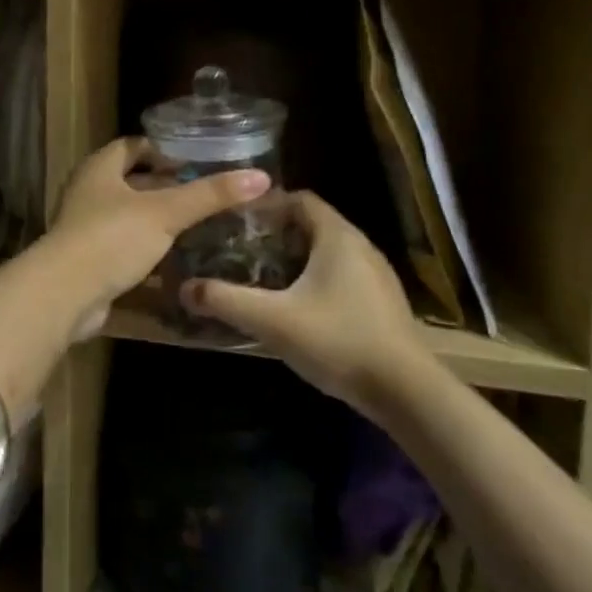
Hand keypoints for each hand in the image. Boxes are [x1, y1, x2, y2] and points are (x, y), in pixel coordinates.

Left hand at [45, 137, 271, 335]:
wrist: (64, 294)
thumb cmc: (112, 238)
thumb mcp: (166, 213)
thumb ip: (210, 195)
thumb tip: (260, 177)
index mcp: (100, 169)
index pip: (132, 146)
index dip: (162, 149)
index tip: (196, 159)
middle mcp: (88, 192)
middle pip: (131, 181)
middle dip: (164, 186)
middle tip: (204, 194)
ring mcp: (85, 228)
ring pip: (128, 216)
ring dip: (156, 220)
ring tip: (197, 225)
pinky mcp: (88, 261)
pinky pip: (122, 248)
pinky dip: (146, 250)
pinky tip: (175, 260)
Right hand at [180, 191, 433, 409]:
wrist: (407, 392)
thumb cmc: (338, 341)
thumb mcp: (272, 320)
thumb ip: (225, 301)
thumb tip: (184, 288)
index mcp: (337, 237)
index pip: (300, 199)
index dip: (267, 205)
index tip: (236, 221)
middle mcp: (360, 246)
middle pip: (312, 225)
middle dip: (276, 234)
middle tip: (241, 250)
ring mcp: (377, 276)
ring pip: (328, 253)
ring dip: (296, 259)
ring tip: (263, 278)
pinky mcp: (383, 304)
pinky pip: (342, 277)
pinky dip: (316, 281)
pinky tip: (297, 309)